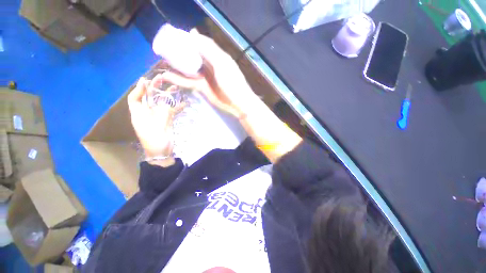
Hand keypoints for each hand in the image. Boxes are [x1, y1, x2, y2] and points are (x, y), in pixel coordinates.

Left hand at [127, 75, 184, 164]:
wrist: (161, 149)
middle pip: (150, 97)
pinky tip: (186, 102)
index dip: (139, 88)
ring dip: (169, 94)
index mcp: (139, 111)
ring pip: (163, 101)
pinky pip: (174, 109)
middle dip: (155, 87)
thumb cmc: (151, 136)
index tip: (146, 80)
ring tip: (175, 86)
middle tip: (162, 78)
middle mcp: (148, 111)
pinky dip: (179, 106)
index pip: (135, 97)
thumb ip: (142, 100)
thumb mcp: (145, 118)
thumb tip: (144, 85)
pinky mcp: (168, 118)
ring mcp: (159, 115)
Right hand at [158, 30, 258, 118]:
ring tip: (162, 60)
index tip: (175, 34)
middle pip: (192, 55)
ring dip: (176, 65)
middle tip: (164, 47)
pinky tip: (167, 76)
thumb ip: (208, 50)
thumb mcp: (222, 64)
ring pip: (188, 68)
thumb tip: (193, 34)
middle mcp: (209, 65)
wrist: (238, 103)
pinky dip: (178, 79)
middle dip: (179, 51)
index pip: (201, 43)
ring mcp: (205, 77)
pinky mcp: (202, 88)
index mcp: (216, 56)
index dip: (189, 38)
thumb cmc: (233, 83)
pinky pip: (188, 81)